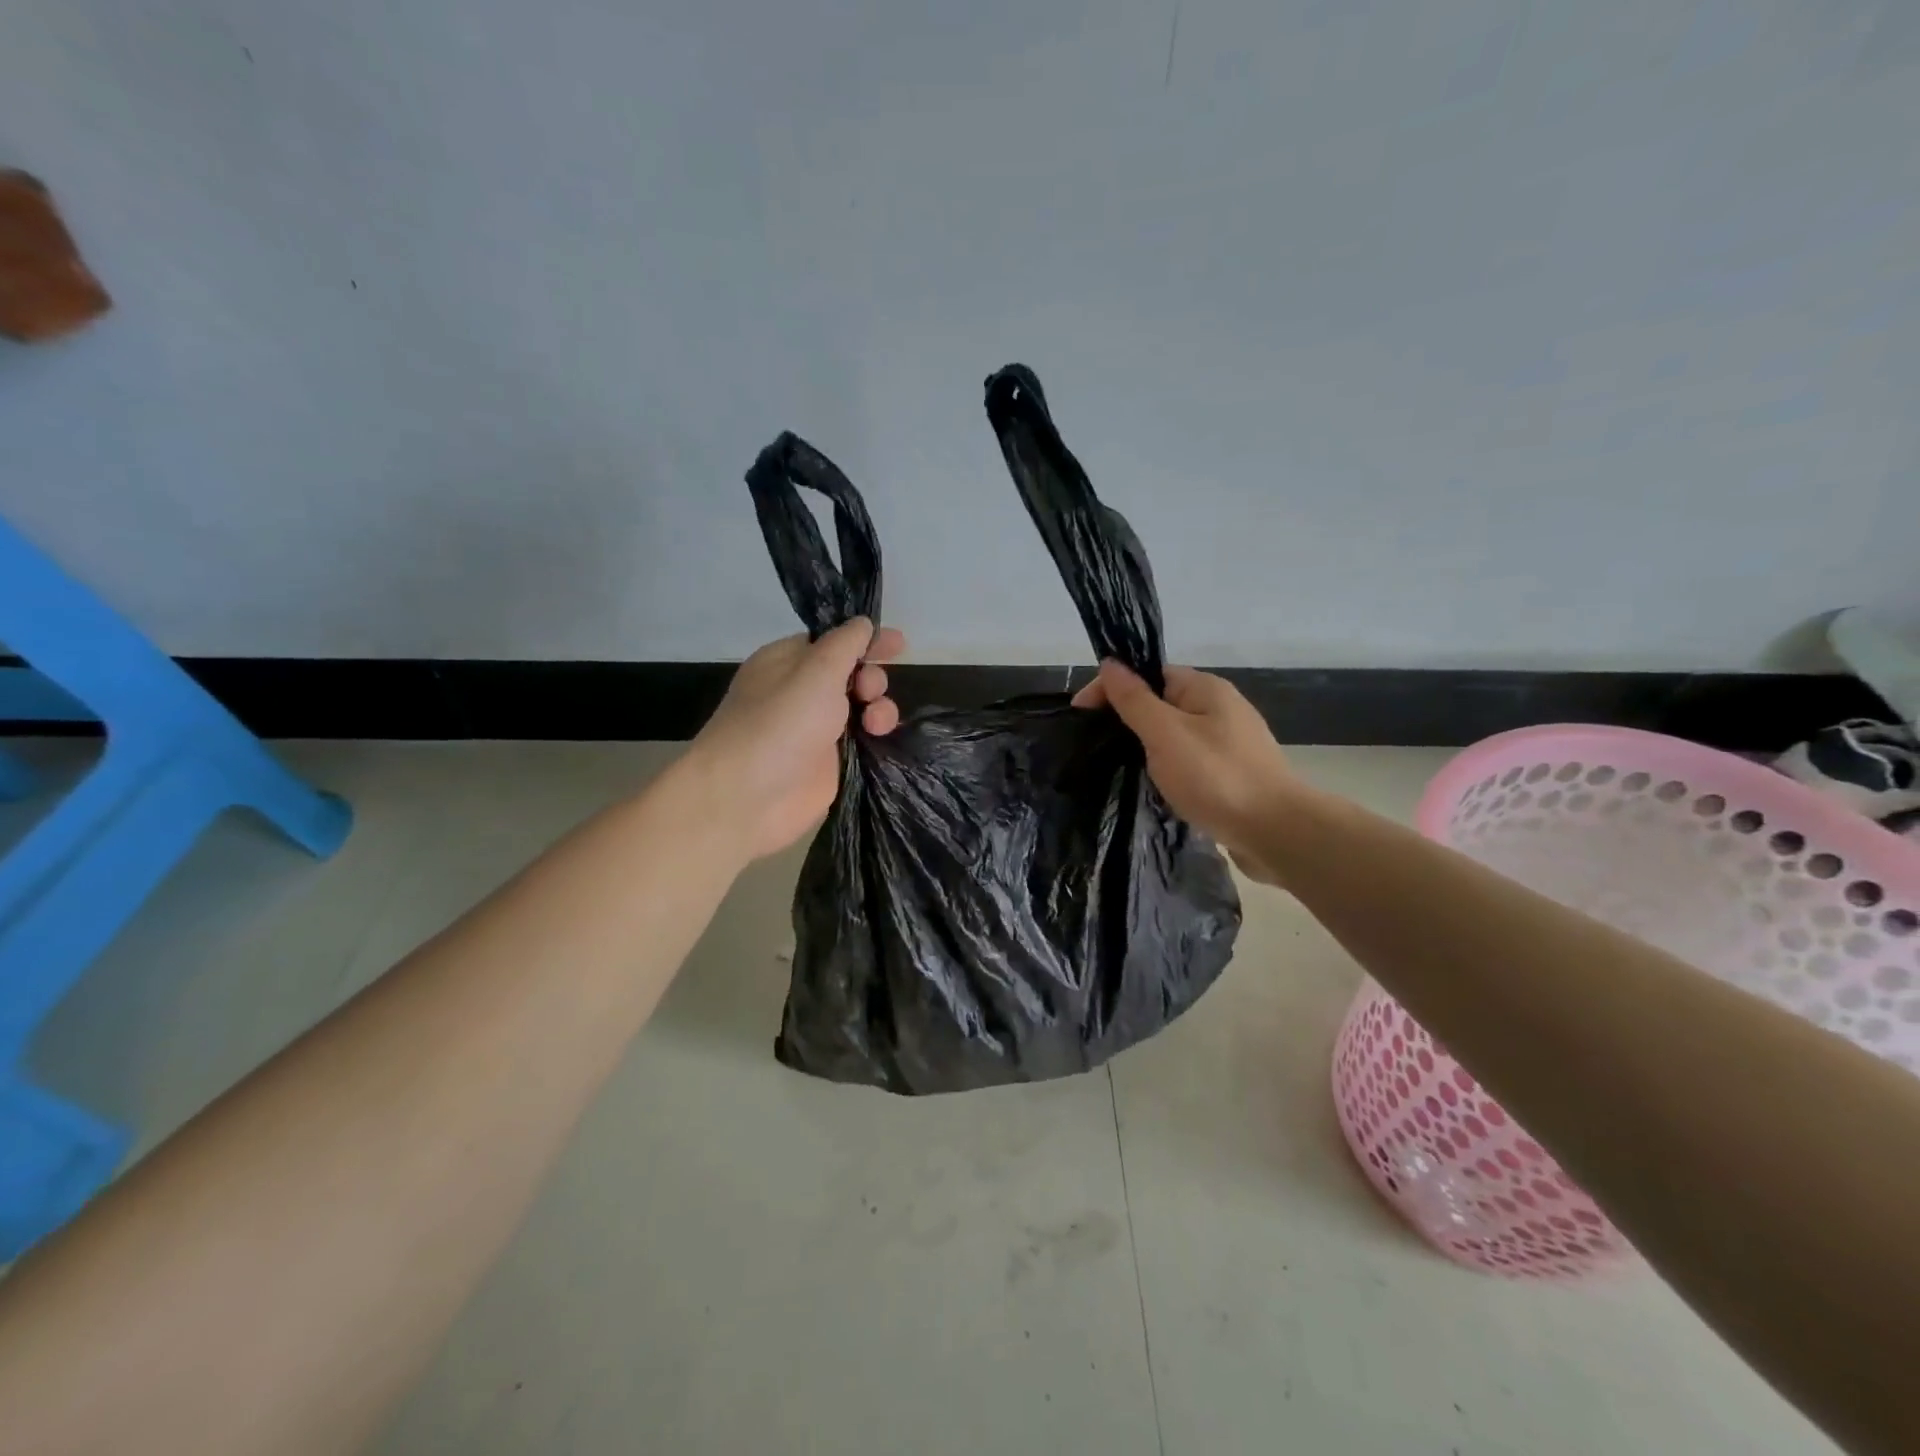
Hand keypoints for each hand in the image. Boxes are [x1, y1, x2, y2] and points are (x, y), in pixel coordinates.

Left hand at [688, 618, 905, 860]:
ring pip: (861, 708)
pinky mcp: (830, 763)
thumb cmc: (779, 724)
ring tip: (875, 723)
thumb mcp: (816, 670)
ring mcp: (816, 730)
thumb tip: (862, 624)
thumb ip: (846, 644)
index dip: (864, 640)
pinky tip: (880, 737)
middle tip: (869, 692)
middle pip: (852, 674)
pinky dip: (875, 735)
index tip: (897, 643)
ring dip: (879, 708)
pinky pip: (862, 740)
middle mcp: (802, 693)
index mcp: (787, 662)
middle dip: (872, 677)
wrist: (748, 798)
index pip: (832, 641)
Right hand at [1073, 661, 1296, 882]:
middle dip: (1127, 719)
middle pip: (1161, 703)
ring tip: (1119, 767)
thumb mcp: (1165, 734)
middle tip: (1095, 745)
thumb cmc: (1216, 777)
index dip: (1111, 689)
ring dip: (1147, 746)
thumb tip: (1110, 663)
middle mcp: (1220, 708)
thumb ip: (1135, 700)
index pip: (1148, 674)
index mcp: (1205, 689)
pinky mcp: (1232, 774)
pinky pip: (1189, 761)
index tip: (1080, 715)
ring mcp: (1229, 743)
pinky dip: (1168, 768)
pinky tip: (1155, 787)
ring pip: (1174, 734)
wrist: (1277, 833)